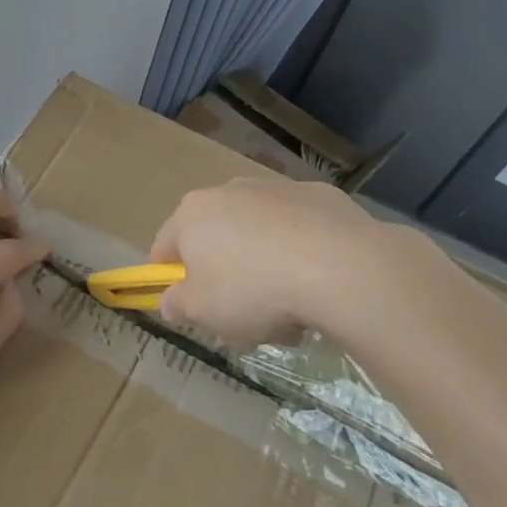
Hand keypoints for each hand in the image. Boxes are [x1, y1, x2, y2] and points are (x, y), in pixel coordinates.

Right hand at [150, 176, 437, 351]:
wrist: (341, 267)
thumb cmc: (253, 290)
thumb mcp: (201, 312)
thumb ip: (177, 305)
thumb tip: (171, 300)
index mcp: (192, 213)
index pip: (165, 247)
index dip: (170, 280)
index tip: (187, 308)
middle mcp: (229, 190)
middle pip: (214, 239)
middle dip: (223, 276)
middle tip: (241, 317)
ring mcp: (276, 189)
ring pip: (258, 234)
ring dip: (263, 265)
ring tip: (288, 310)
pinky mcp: (320, 195)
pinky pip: (299, 230)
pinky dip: (301, 253)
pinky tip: (318, 284)